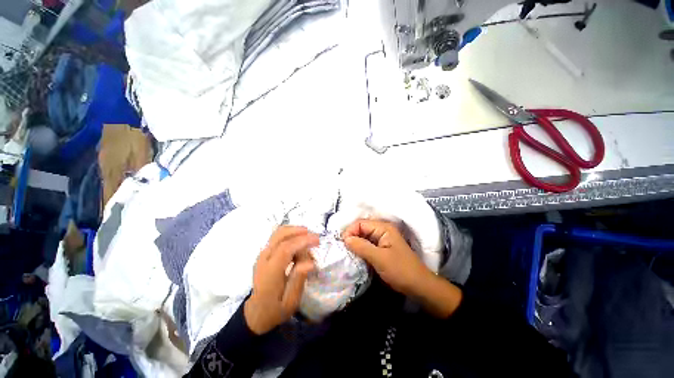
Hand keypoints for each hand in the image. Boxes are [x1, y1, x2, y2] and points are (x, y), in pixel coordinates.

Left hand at [244, 226, 318, 334]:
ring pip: (278, 233)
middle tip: (314, 238)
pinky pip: (278, 236)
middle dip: (299, 231)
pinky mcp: (264, 253)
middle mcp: (264, 259)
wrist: (256, 312)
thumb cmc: (276, 309)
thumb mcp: (290, 302)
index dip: (302, 241)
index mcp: (269, 272)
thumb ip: (298, 281)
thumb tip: (310, 263)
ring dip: (295, 231)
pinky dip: (291, 234)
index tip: (317, 241)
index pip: (285, 248)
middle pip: (280, 235)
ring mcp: (262, 254)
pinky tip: (299, 242)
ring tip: (308, 239)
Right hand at [342, 219, 431, 296]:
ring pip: (363, 237)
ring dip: (355, 243)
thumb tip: (345, 238)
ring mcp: (382, 239)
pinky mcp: (382, 248)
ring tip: (346, 252)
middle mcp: (382, 230)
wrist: (419, 286)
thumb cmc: (400, 270)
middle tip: (342, 249)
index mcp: (383, 228)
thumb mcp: (379, 258)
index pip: (361, 223)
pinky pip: (367, 245)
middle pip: (361, 229)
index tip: (342, 244)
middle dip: (351, 237)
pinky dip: (360, 249)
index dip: (350, 231)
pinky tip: (355, 256)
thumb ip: (361, 246)